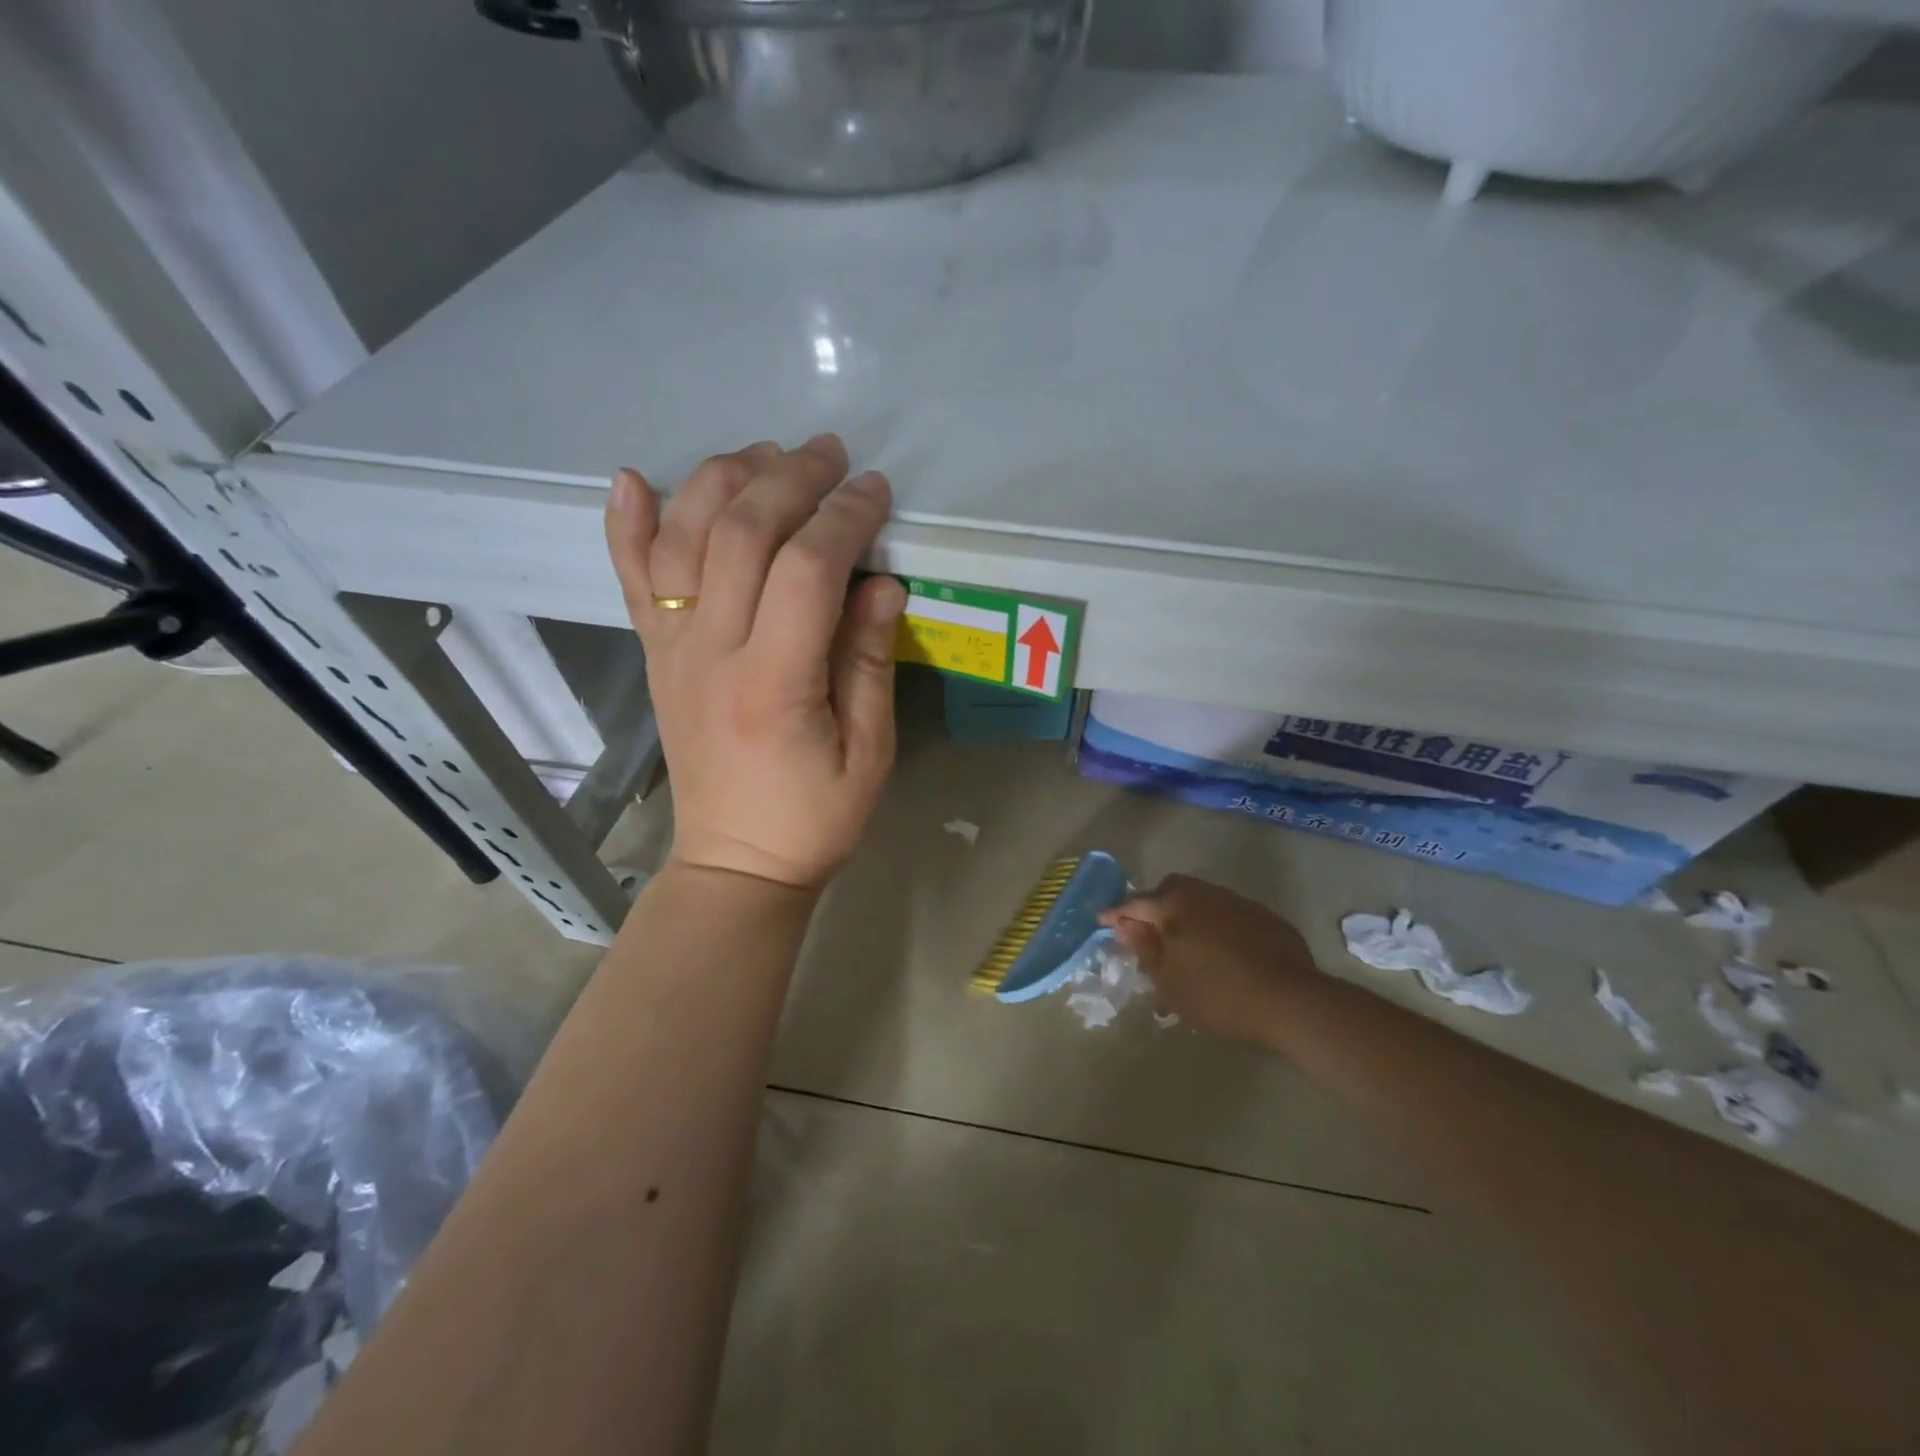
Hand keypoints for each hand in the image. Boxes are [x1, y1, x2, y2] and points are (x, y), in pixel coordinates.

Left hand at [605, 435, 905, 890]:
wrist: (735, 862)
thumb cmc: (814, 817)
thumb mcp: (868, 752)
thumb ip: (869, 661)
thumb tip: (881, 581)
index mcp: (773, 683)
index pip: (806, 570)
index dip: (844, 518)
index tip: (876, 490)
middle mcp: (710, 653)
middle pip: (740, 535)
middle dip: (789, 479)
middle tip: (830, 453)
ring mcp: (672, 649)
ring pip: (681, 538)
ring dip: (721, 481)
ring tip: (765, 454)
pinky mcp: (655, 654)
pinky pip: (630, 578)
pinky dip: (626, 523)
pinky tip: (631, 477)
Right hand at [1101, 876, 1318, 1046]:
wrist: (1292, 1002)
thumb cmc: (1218, 995)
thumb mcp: (1169, 981)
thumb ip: (1145, 949)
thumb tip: (1126, 926)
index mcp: (1175, 905)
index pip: (1135, 903)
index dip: (1116, 913)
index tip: (1102, 921)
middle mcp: (1205, 893)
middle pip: (1170, 890)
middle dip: (1154, 906)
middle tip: (1149, 934)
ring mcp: (1238, 902)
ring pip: (1201, 899)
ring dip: (1187, 915)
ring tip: (1187, 945)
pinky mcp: (1266, 918)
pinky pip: (1229, 914)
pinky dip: (1216, 926)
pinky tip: (1223, 953)